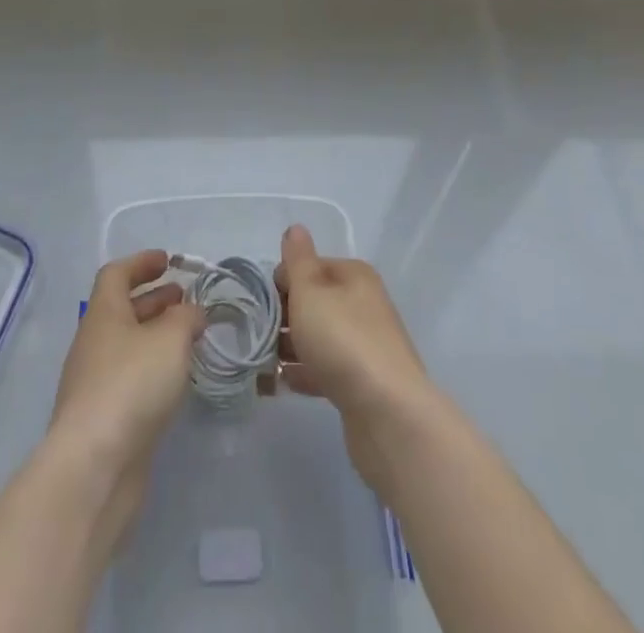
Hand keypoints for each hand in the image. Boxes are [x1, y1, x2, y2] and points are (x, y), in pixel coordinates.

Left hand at [48, 250, 203, 547]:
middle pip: (123, 310)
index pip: (117, 274)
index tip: (168, 261)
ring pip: (129, 346)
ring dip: (157, 336)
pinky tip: (177, 380)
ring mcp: (95, 384)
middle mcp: (94, 343)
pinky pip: (131, 379)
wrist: (94, 467)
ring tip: (190, 338)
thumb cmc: (131, 385)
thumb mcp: (170, 339)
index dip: (142, 263)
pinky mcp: (104, 420)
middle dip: (155, 300)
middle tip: (186, 299)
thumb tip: (192, 311)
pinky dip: (154, 369)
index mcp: (103, 314)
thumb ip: (186, 318)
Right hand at [276, 224, 437, 488]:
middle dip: (283, 316)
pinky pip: (325, 369)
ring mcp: (364, 344)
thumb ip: (298, 261)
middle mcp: (362, 303)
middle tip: (255, 335)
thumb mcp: (311, 292)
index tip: (260, 305)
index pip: (310, 266)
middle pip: (314, 302)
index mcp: (354, 276)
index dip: (282, 281)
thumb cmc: (343, 341)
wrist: (388, 414)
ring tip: (259, 363)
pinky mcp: (362, 381)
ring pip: (318, 337)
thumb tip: (295, 229)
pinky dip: (303, 373)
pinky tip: (279, 385)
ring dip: (289, 347)